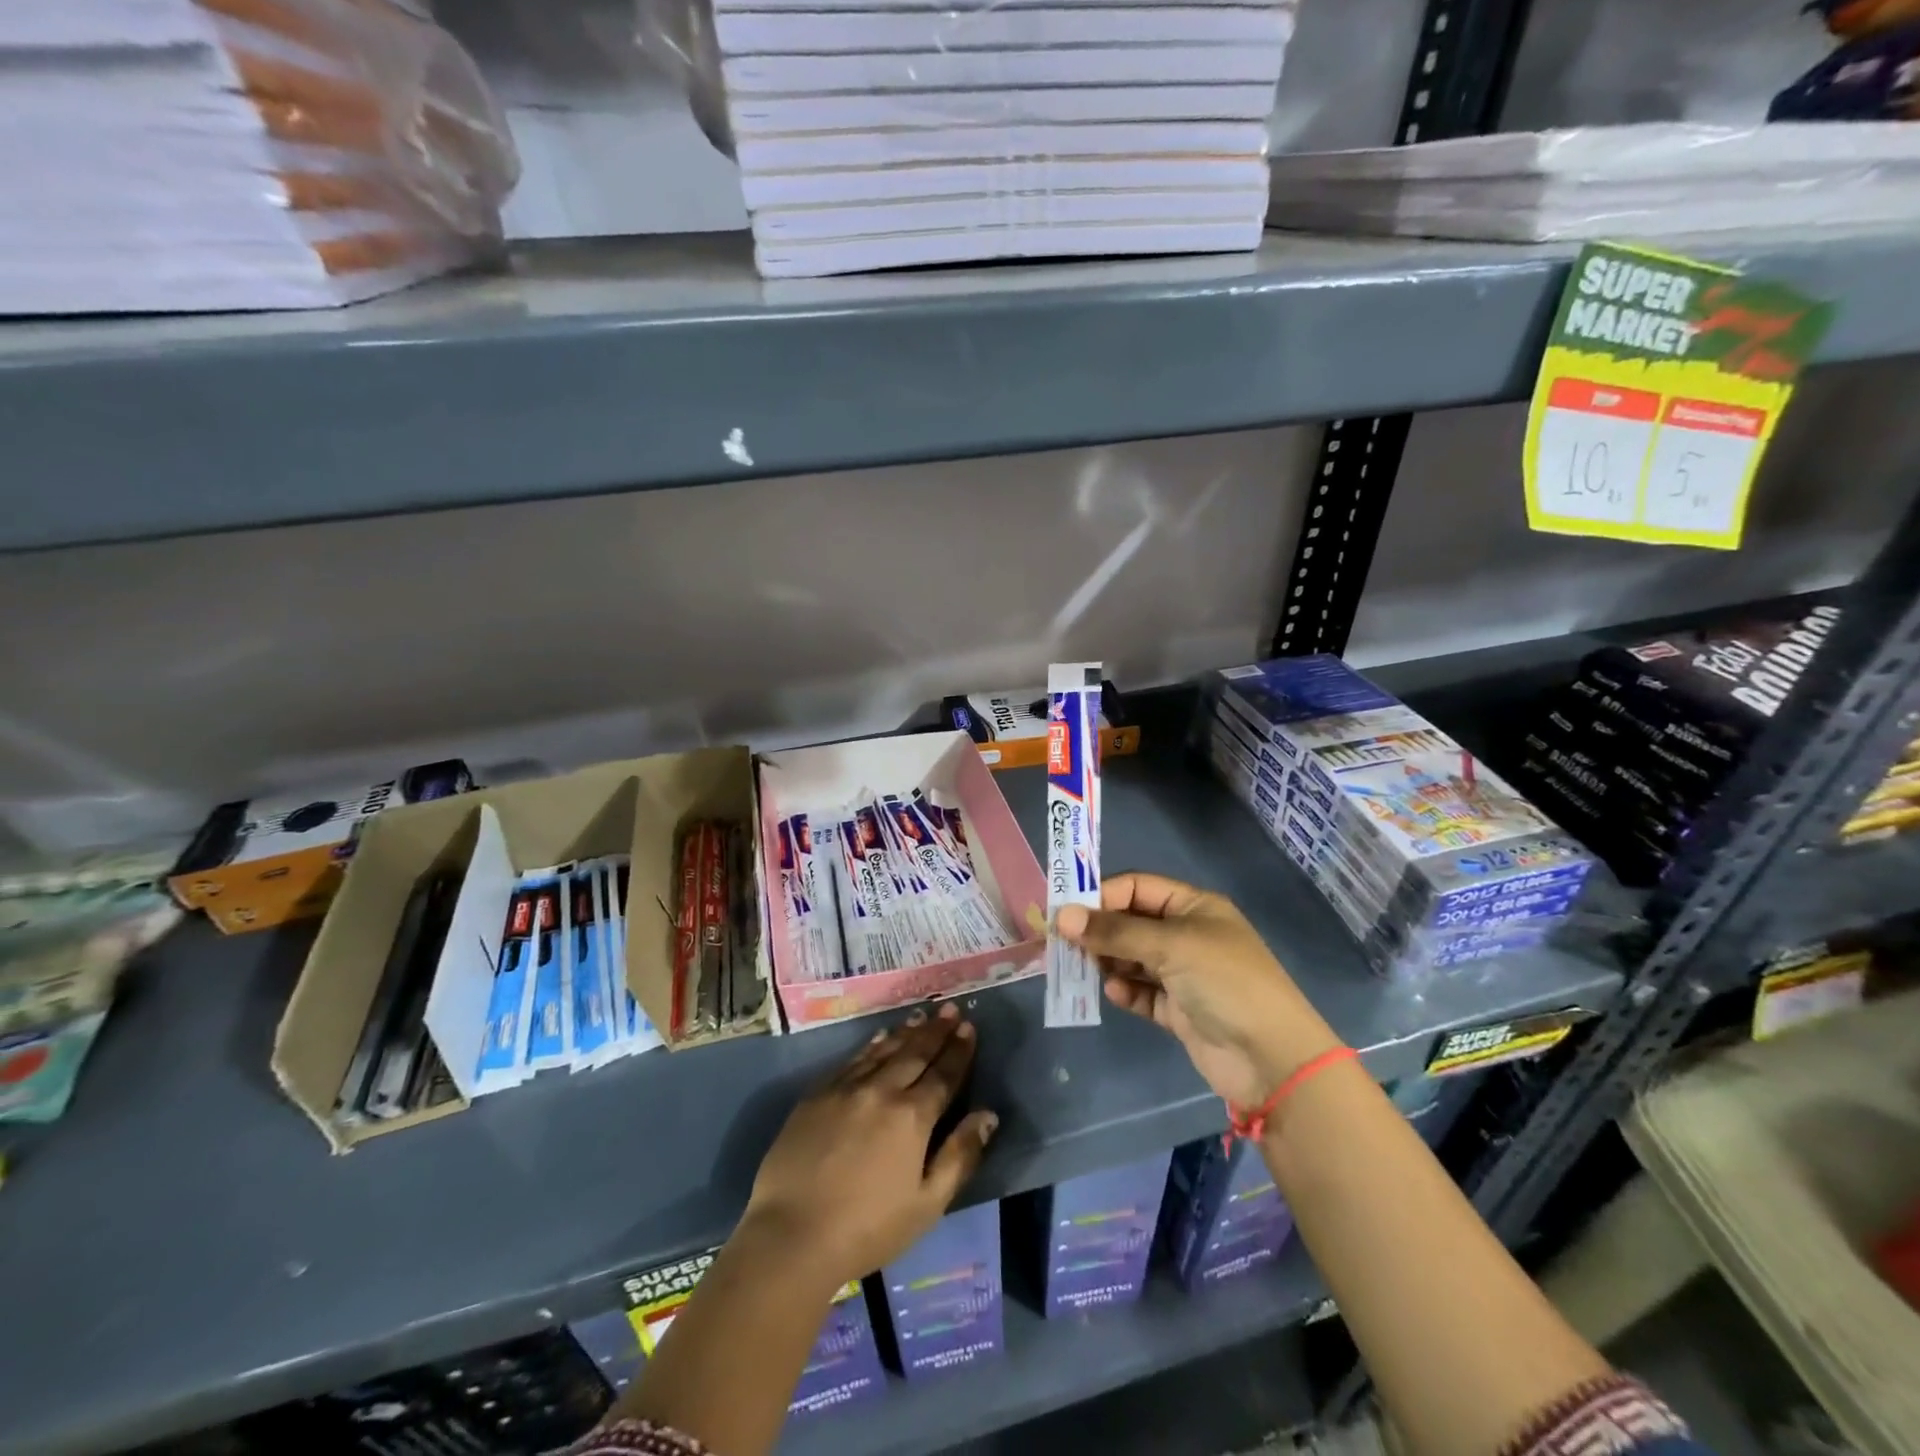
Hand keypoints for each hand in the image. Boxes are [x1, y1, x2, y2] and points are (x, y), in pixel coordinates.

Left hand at [743, 1004, 997, 1290]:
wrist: (791, 1235)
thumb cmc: (867, 1229)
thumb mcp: (927, 1204)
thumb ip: (960, 1156)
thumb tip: (988, 1116)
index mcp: (912, 1117)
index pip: (943, 1074)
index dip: (959, 1051)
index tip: (969, 1027)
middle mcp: (882, 1090)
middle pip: (915, 1053)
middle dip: (936, 1031)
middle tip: (950, 1009)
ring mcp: (847, 1088)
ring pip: (884, 1050)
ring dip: (907, 1032)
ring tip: (922, 1015)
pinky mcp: (818, 1094)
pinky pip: (853, 1060)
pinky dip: (872, 1045)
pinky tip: (880, 1037)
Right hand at [1056, 873, 1342, 1108]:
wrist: (1272, 1059)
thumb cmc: (1224, 982)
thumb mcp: (1170, 946)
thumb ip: (1114, 931)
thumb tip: (1061, 917)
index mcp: (1194, 906)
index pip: (1137, 888)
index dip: (1102, 896)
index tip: (1066, 913)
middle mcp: (1188, 935)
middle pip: (1131, 922)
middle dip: (1100, 931)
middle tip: (1064, 944)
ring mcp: (1184, 974)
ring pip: (1133, 958)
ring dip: (1109, 961)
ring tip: (1085, 969)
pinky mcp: (1179, 1010)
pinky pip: (1142, 992)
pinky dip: (1126, 991)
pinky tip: (1116, 994)